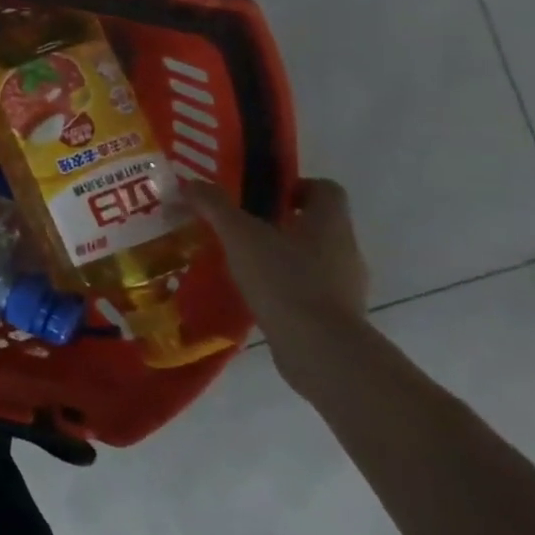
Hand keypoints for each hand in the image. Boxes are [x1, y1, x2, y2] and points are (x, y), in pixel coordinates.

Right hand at [182, 178, 372, 400]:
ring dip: (277, 256)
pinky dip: (281, 286)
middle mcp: (345, 250)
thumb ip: (214, 205)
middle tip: (235, 226)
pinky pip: (306, 289)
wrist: (321, 350)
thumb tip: (190, 183)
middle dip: (276, 222)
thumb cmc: (284, 280)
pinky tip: (250, 293)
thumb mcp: (239, 235)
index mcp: (330, 223)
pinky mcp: (336, 315)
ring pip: (309, 258)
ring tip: (236, 261)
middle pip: (314, 224)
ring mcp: (344, 286)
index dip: (294, 186)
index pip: (325, 189)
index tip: (259, 195)